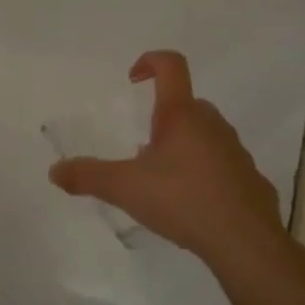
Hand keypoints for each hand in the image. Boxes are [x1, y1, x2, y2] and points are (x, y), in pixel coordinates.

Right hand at [49, 51, 287, 268]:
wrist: (245, 242)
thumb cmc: (183, 201)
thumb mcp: (125, 188)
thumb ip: (88, 176)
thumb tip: (54, 170)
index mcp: (181, 115)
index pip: (171, 66)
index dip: (150, 61)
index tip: (132, 79)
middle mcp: (212, 124)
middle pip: (186, 105)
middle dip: (162, 119)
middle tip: (142, 150)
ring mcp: (236, 150)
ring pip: (205, 134)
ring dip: (184, 146)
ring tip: (164, 181)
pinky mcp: (250, 179)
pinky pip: (222, 165)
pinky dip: (205, 174)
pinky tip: (192, 204)